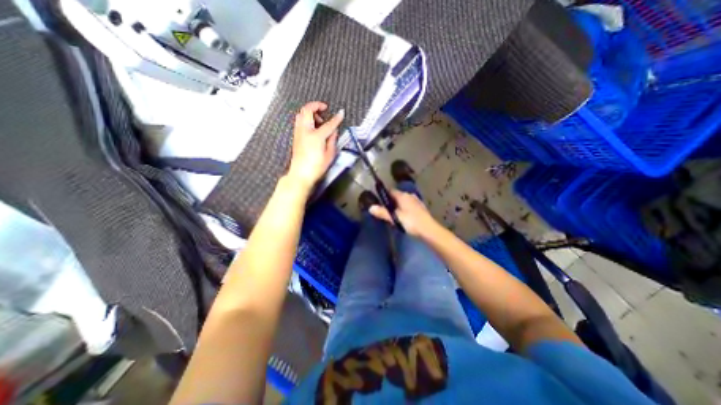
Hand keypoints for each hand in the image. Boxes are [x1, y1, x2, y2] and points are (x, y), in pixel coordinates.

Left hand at [287, 101, 341, 189]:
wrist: (301, 174)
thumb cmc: (316, 167)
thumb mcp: (329, 155)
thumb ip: (332, 140)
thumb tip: (334, 131)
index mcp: (316, 136)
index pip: (329, 124)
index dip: (336, 118)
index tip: (341, 113)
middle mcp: (305, 131)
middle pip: (307, 110)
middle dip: (316, 105)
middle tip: (324, 109)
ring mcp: (298, 132)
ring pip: (301, 114)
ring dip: (310, 112)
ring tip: (319, 120)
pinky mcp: (296, 136)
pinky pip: (299, 121)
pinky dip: (306, 118)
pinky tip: (313, 127)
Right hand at [368, 190, 435, 236]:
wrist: (429, 230)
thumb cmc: (411, 222)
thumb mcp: (395, 218)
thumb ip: (383, 212)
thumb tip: (371, 208)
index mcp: (403, 196)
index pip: (391, 191)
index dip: (385, 195)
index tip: (380, 202)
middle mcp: (410, 196)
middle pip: (398, 196)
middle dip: (392, 201)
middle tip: (386, 211)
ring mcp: (416, 201)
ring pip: (404, 201)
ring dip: (399, 206)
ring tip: (394, 215)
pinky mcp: (421, 208)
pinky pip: (410, 206)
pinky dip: (406, 209)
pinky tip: (405, 217)